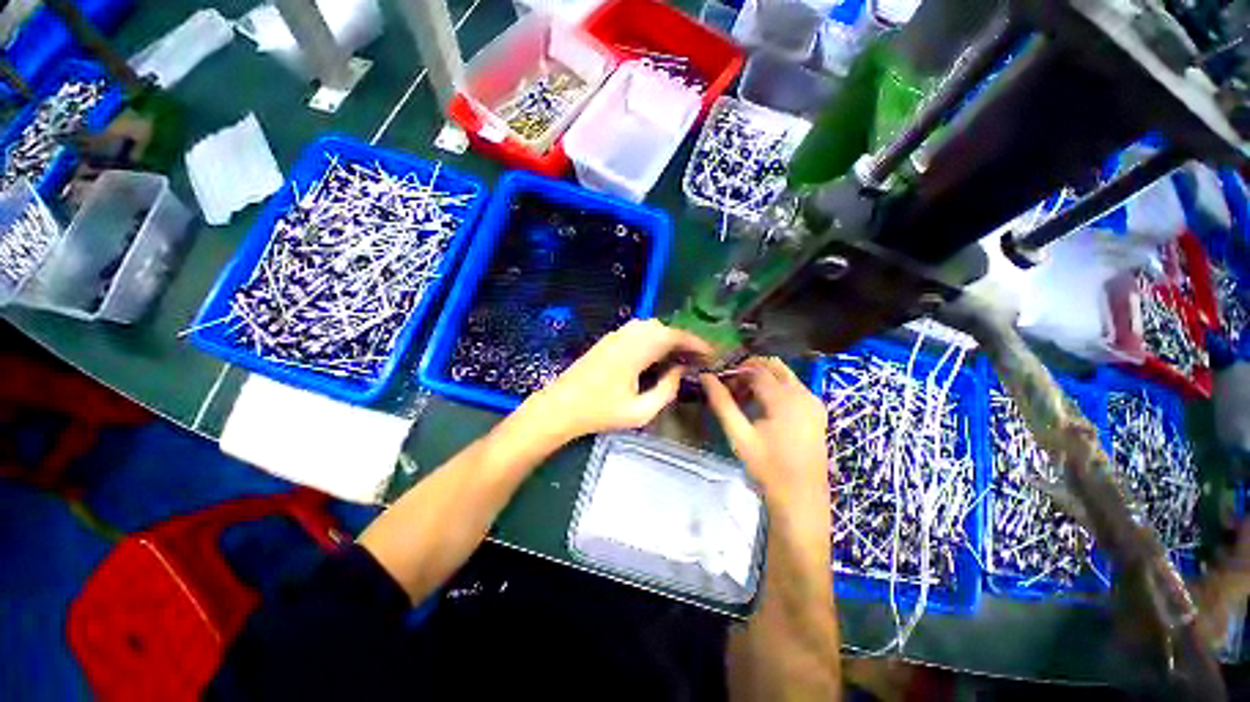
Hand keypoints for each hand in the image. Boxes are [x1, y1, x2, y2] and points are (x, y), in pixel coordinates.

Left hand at [523, 319, 713, 441]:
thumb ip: (666, 390)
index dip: (696, 343)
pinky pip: (638, 332)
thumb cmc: (600, 413)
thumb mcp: (640, 412)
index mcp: (637, 350)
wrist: (561, 406)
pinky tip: (656, 357)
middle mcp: (628, 335)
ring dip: (668, 340)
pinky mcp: (609, 339)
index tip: (711, 354)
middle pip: (664, 329)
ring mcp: (616, 335)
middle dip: (683, 341)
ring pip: (651, 328)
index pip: (674, 336)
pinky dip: (653, 340)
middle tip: (697, 360)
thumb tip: (680, 372)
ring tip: (680, 359)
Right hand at [701, 358, 829, 510]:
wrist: (801, 497)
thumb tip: (706, 377)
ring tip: (742, 397)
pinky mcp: (817, 411)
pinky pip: (793, 387)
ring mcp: (813, 401)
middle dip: (749, 369)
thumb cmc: (767, 467)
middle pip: (773, 365)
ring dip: (762, 378)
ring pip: (784, 374)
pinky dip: (775, 387)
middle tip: (731, 385)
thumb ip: (722, 403)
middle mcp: (803, 393)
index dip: (735, 372)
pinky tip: (762, 406)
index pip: (755, 370)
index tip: (719, 382)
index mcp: (784, 398)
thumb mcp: (739, 435)